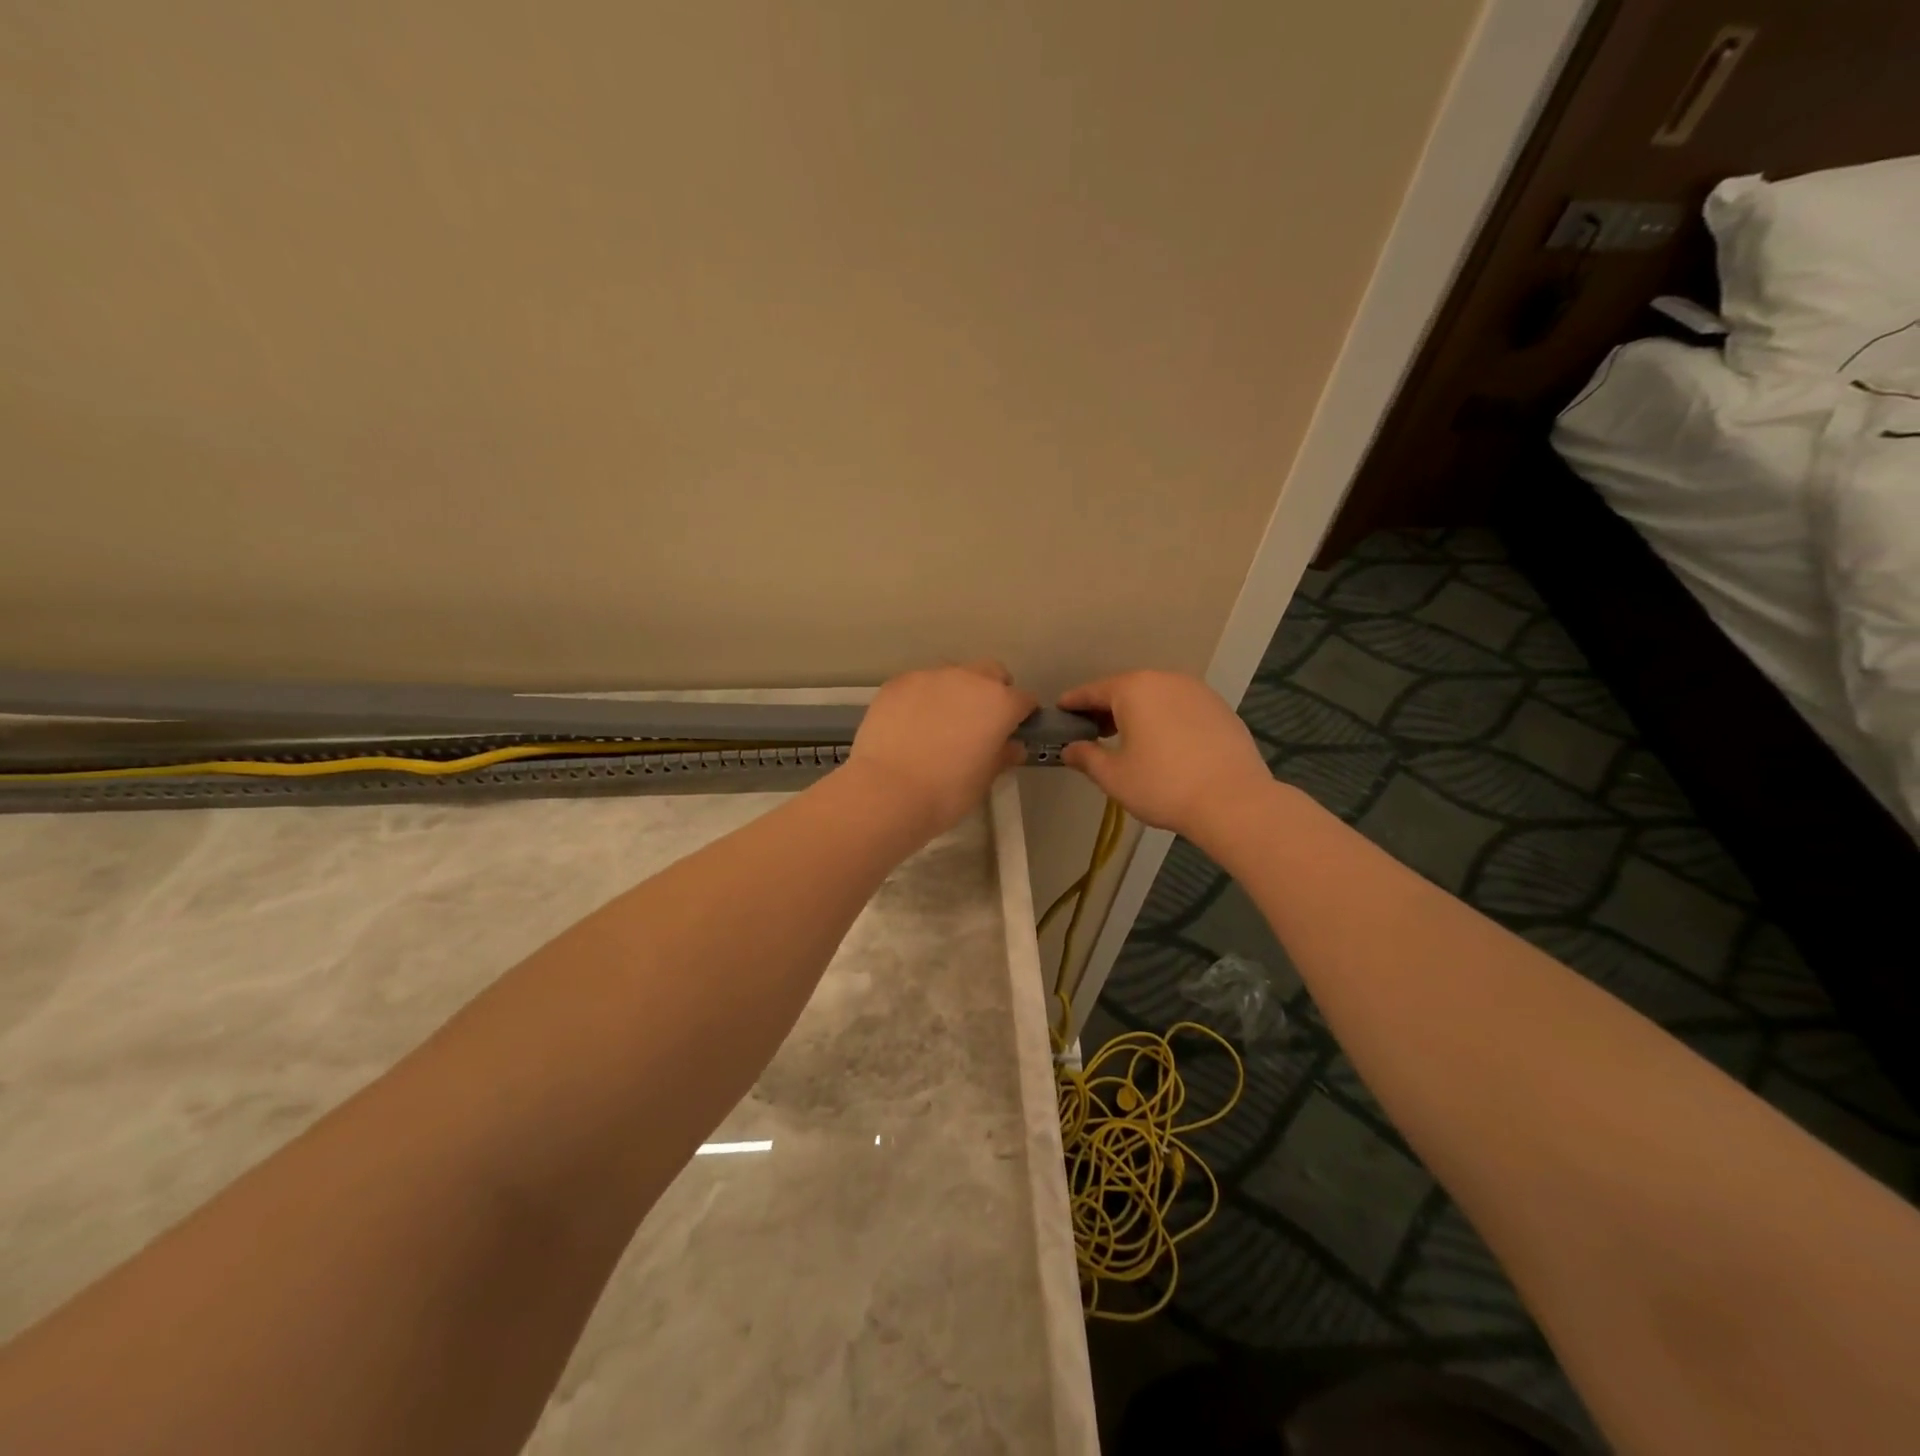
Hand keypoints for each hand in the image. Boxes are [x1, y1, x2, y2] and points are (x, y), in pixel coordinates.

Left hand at [847, 660, 1037, 839]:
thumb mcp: (984, 780)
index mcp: (999, 703)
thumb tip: (1012, 746)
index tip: (1013, 731)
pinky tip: (910, 724)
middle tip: (978, 723)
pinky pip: (919, 684)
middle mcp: (968, 679)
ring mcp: (930, 677)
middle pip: (991, 674)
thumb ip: (1002, 756)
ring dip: (955, 692)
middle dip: (991, 691)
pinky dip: (922, 698)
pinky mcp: (898, 682)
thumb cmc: (946, 792)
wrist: (887, 791)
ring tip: (939, 723)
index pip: (1023, 700)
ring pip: (953, 675)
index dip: (1021, 716)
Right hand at [1057, 671, 1271, 839]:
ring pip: (1156, 696)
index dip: (1074, 702)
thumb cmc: (1163, 785)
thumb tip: (1070, 749)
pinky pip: (1180, 707)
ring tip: (1126, 738)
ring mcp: (1198, 692)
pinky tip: (1163, 743)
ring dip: (1137, 712)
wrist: (1233, 801)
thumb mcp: (1114, 776)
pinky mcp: (1220, 709)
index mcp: (1134, 689)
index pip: (1094, 691)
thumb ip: (1087, 757)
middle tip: (1091, 730)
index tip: (1060, 711)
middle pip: (1127, 689)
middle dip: (1106, 708)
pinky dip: (1164, 718)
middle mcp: (1166, 680)